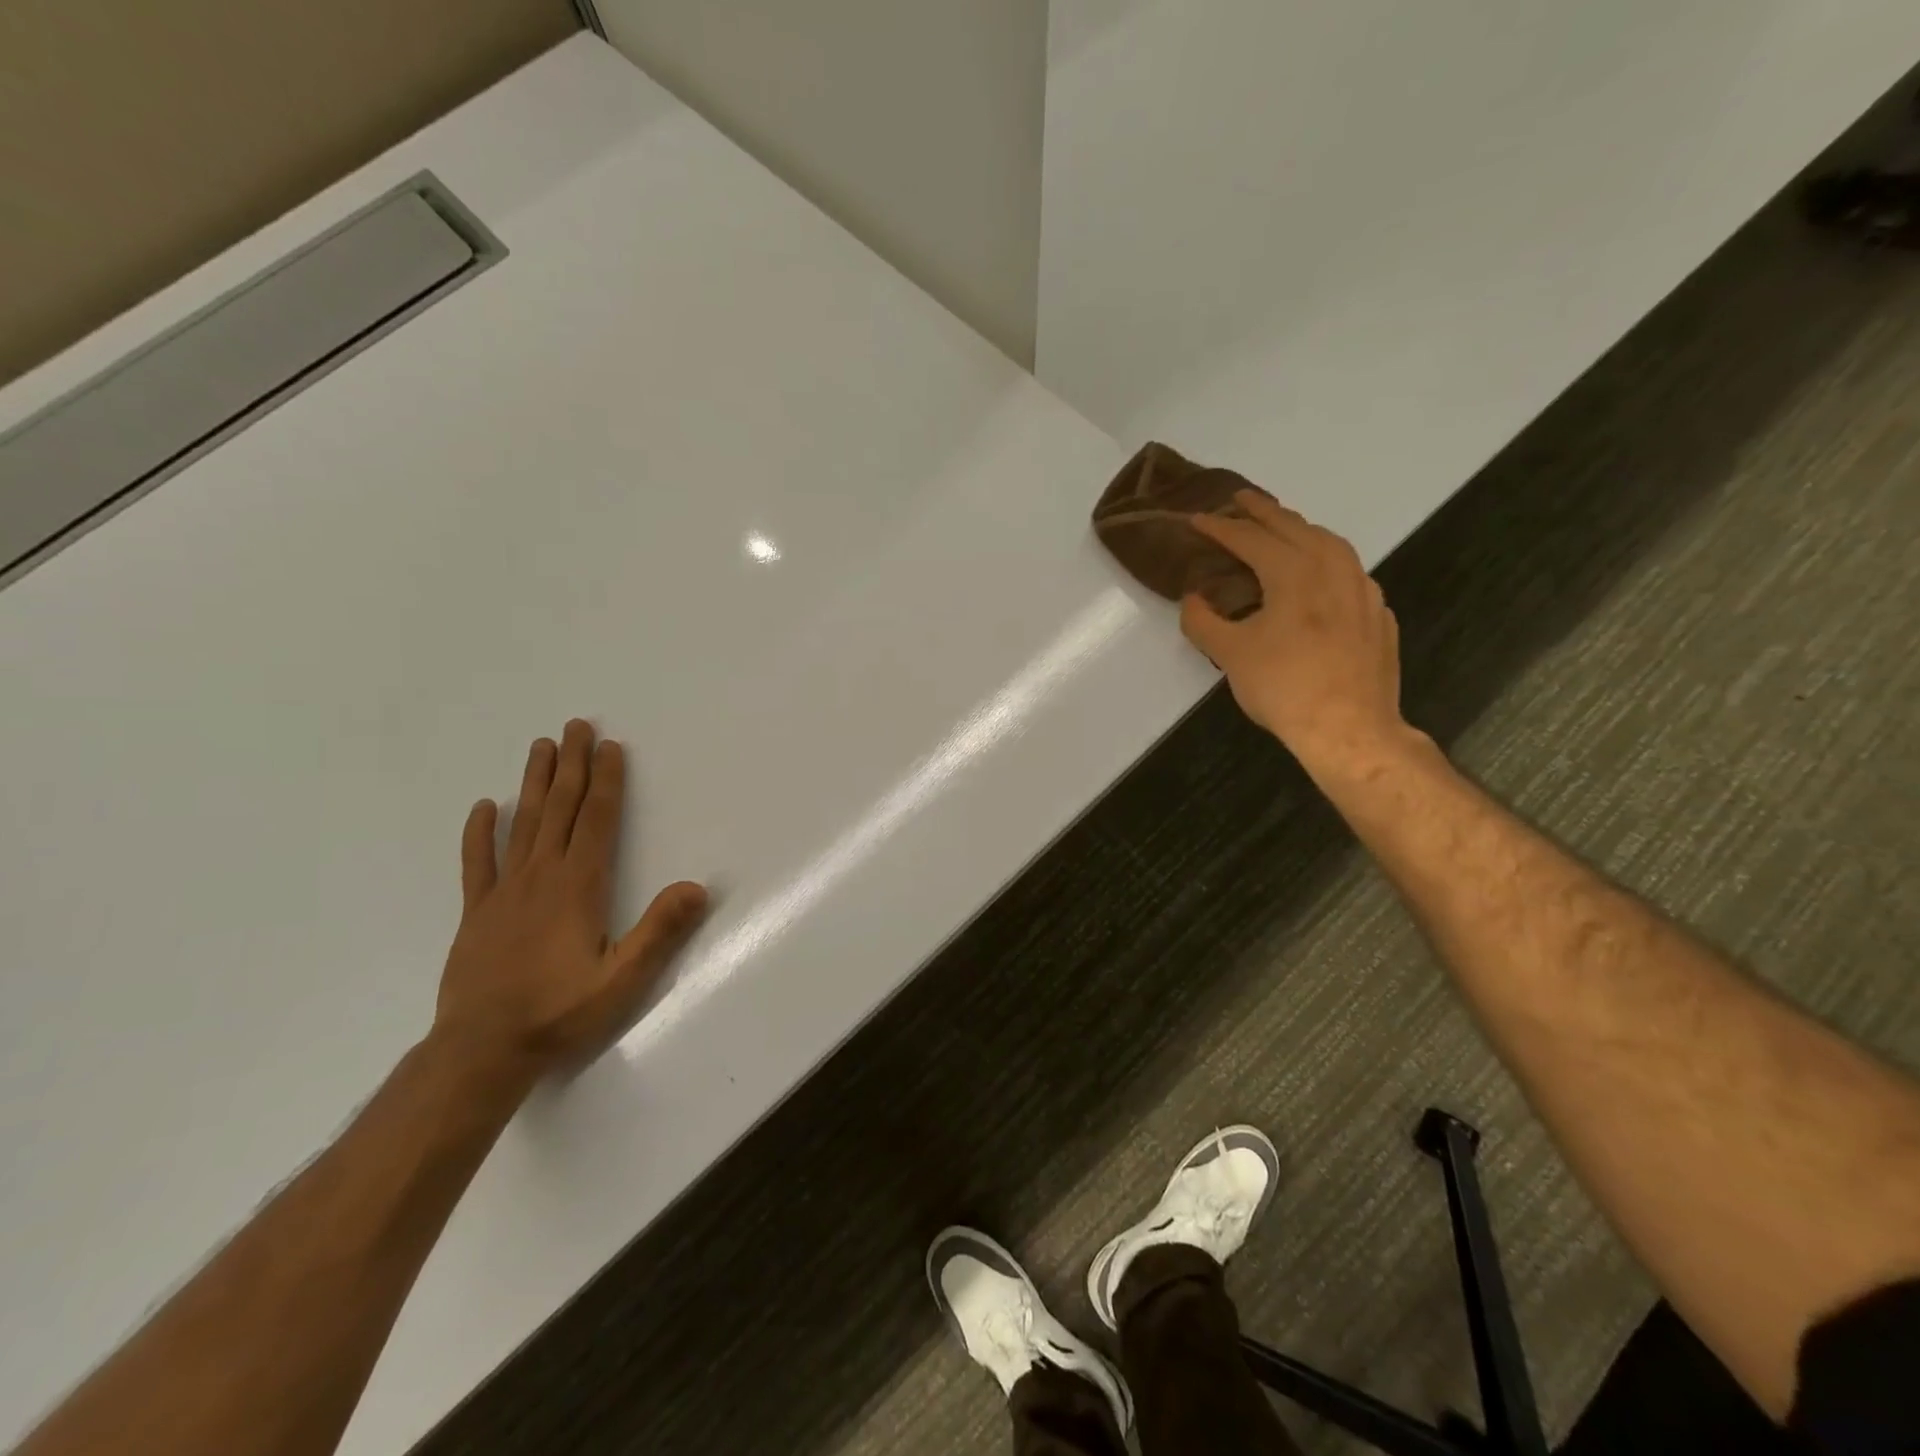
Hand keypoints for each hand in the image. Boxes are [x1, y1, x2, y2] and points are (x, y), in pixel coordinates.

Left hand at [433, 720, 707, 1082]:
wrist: (481, 1051)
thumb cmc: (560, 1013)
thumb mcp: (623, 979)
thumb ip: (660, 931)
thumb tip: (698, 887)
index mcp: (579, 886)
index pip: (597, 821)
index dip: (606, 782)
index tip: (610, 748)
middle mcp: (541, 877)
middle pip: (560, 809)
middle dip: (572, 765)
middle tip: (576, 726)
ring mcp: (505, 892)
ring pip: (523, 824)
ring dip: (534, 783)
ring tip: (540, 747)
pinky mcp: (477, 912)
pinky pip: (478, 862)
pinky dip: (480, 832)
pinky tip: (484, 807)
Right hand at [1179, 492, 1408, 774]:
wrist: (1350, 729)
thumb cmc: (1284, 687)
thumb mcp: (1230, 655)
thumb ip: (1203, 621)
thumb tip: (1192, 599)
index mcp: (1294, 572)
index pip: (1250, 539)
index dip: (1220, 527)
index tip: (1197, 518)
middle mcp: (1333, 569)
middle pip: (1294, 527)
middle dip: (1263, 511)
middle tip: (1241, 499)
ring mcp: (1362, 590)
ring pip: (1330, 544)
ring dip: (1300, 530)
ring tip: (1283, 529)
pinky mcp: (1377, 615)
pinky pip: (1349, 571)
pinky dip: (1327, 560)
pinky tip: (1320, 577)